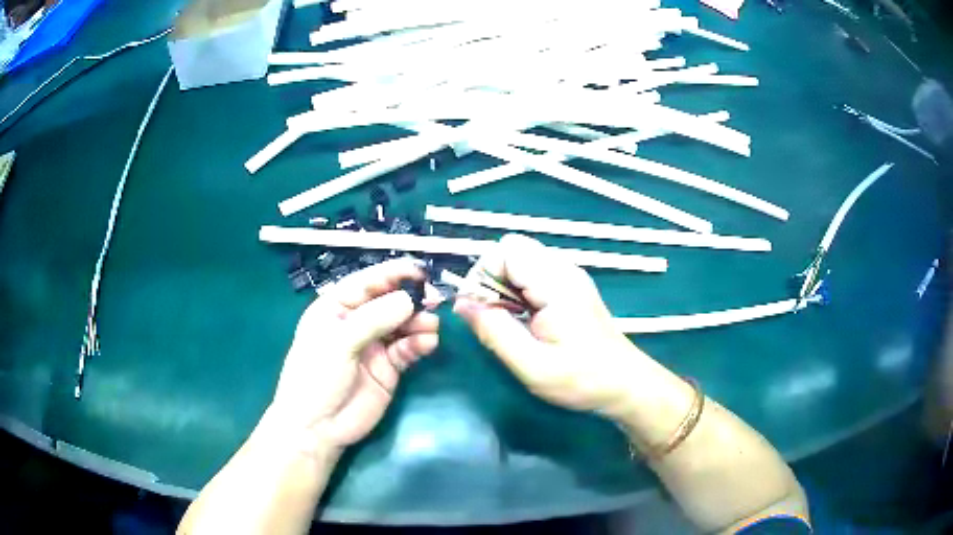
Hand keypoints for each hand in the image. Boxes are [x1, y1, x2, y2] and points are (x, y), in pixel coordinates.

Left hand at [269, 258, 439, 455]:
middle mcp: (357, 322)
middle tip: (434, 301)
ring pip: (402, 325)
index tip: (420, 272)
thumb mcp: (339, 343)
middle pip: (389, 302)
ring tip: (431, 326)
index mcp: (336, 307)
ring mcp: (374, 345)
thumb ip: (374, 319)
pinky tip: (428, 343)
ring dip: (419, 322)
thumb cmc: (316, 377)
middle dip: (411, 299)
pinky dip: (419, 343)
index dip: (393, 274)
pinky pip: (407, 349)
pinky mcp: (389, 367)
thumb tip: (409, 299)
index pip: (367, 282)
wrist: (318, 428)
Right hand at [454, 234, 641, 415]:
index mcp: (556, 283)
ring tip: (511, 322)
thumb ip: (494, 331)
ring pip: (521, 261)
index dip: (483, 275)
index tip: (479, 310)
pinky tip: (526, 320)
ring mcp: (569, 276)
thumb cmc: (581, 379)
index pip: (505, 250)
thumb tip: (462, 303)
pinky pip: (533, 274)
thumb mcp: (531, 365)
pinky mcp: (571, 287)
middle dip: (492, 279)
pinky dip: (519, 292)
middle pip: (512, 250)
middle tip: (494, 316)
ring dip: (505, 287)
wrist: (625, 383)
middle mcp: (564, 269)